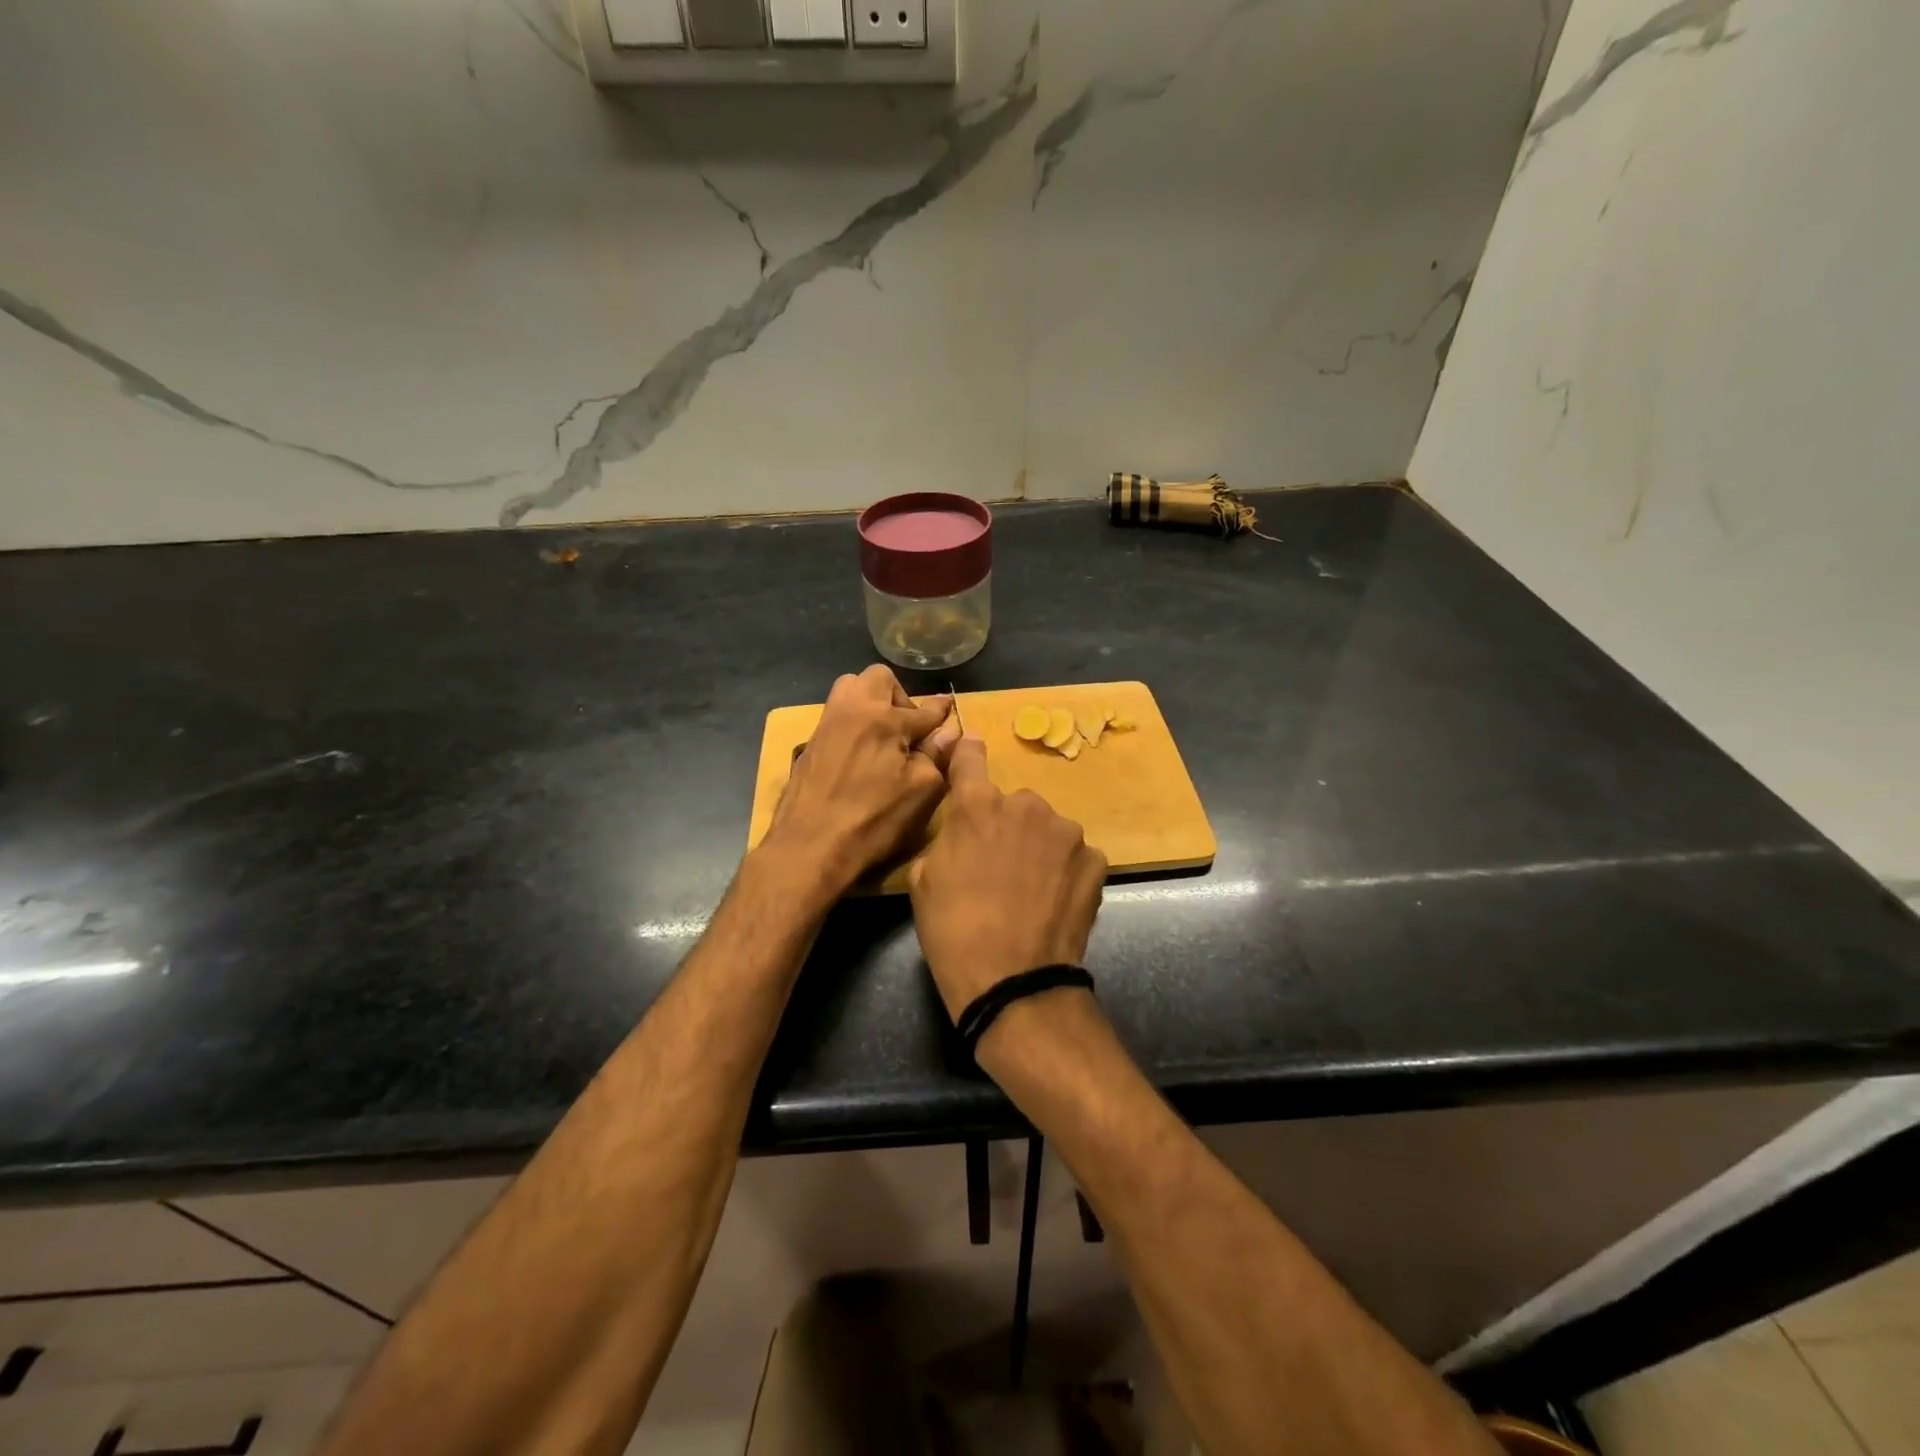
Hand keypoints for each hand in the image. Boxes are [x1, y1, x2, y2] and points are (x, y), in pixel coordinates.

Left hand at [766, 665, 960, 894]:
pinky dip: (853, 723)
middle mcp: (852, 709)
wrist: (808, 847)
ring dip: (871, 702)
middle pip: (879, 679)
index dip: (940, 713)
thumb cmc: (873, 820)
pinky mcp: (810, 743)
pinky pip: (836, 715)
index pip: (923, 709)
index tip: (949, 711)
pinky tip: (860, 754)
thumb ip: (937, 755)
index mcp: (883, 717)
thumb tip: (951, 732)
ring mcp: (826, 723)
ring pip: (851, 689)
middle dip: (900, 697)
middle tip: (908, 730)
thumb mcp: (921, 791)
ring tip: (882, 737)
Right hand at [909, 737, 1107, 1019]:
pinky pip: (1075, 856)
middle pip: (1014, 803)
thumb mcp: (924, 880)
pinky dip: (1066, 871)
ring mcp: (1066, 832)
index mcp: (978, 806)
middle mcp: (1026, 805)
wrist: (1013, 982)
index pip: (970, 758)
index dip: (967, 755)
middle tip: (1000, 865)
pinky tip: (1056, 901)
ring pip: (1048, 829)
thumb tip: (963, 831)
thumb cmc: (954, 932)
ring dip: (1040, 847)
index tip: (970, 748)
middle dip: (1007, 825)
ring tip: (1032, 889)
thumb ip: (947, 838)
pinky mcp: (1095, 860)